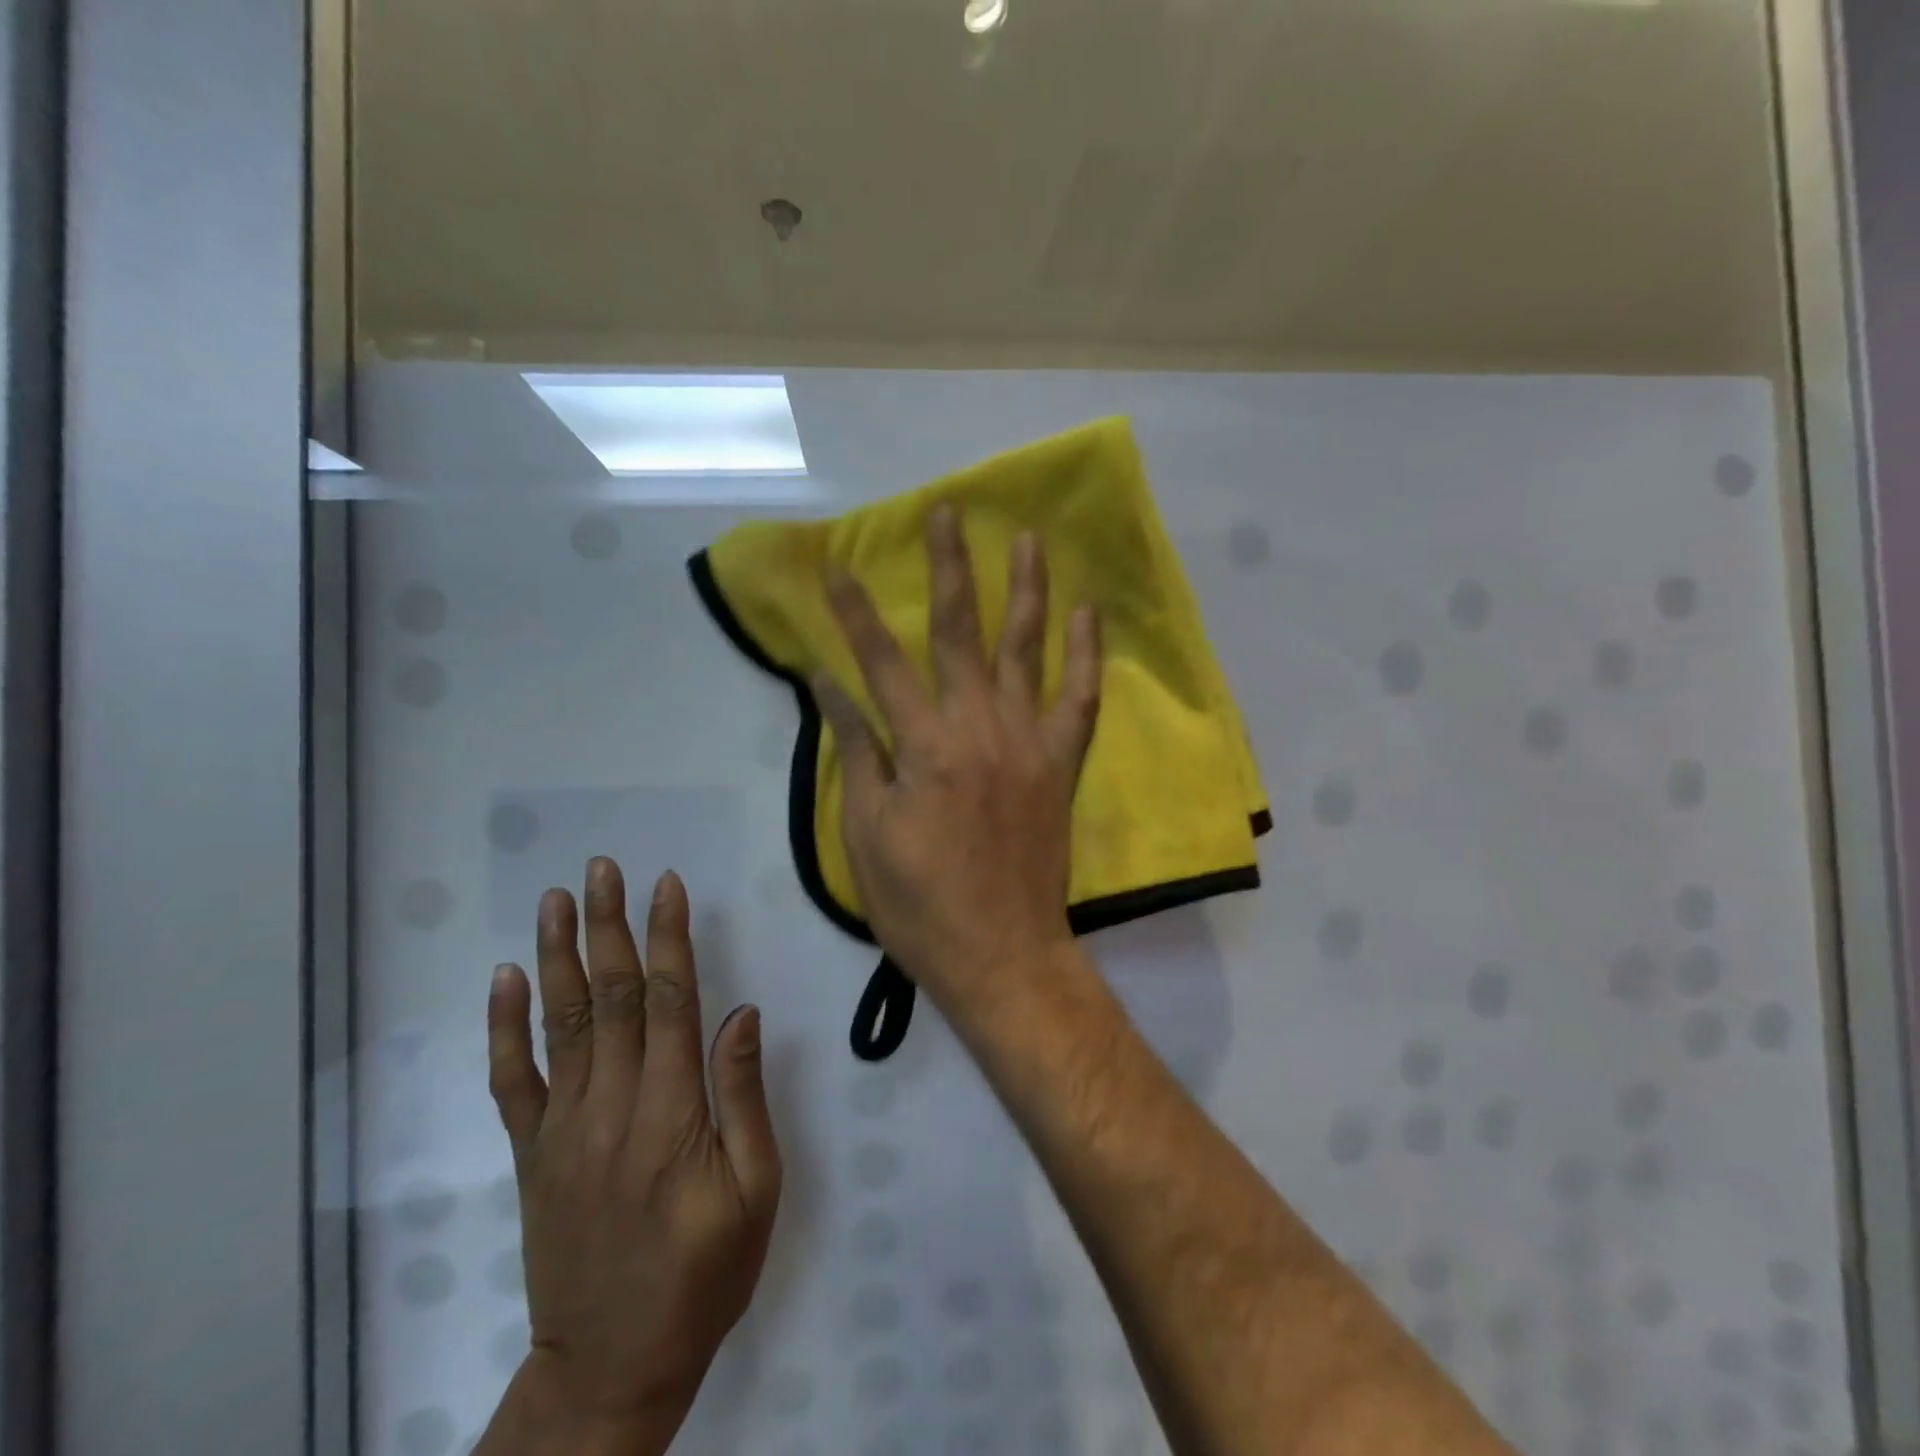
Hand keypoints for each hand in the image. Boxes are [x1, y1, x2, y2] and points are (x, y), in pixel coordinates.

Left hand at [480, 858, 781, 1455]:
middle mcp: (611, 1106)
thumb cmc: (703, 1275)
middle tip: (603, 869)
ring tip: (556, 900)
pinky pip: (513, 1080)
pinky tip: (507, 979)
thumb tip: (741, 1014)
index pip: (668, 1001)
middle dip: (608, 926)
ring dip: (558, 955)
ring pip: (560, 1024)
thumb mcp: (755, 1192)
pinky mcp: (532, 1154)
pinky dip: (506, 1027)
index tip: (666, 885)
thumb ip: (744, 1098)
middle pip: (608, 997)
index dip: (667, 938)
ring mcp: (563, 1128)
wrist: (611, 1367)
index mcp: (671, 1112)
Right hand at [813, 505, 1102, 1012]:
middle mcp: (977, 726)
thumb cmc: (920, 902)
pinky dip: (1087, 654)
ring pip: (1027, 649)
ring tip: (1027, 538)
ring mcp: (1028, 741)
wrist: (1002, 952)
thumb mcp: (867, 832)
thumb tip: (831, 686)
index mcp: (922, 746)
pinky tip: (1088, 612)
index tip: (838, 567)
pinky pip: (1081, 699)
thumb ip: (856, 751)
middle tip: (948, 513)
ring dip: (1025, 589)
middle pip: (958, 631)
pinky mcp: (1061, 763)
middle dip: (949, 567)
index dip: (855, 612)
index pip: (879, 661)